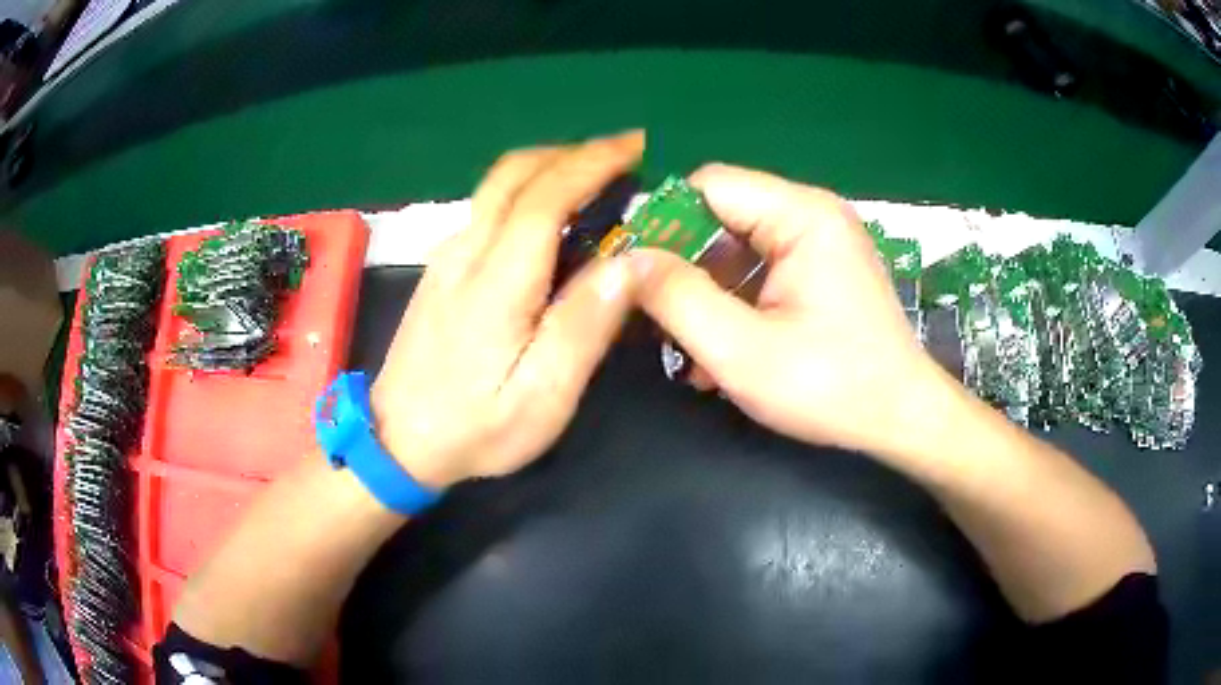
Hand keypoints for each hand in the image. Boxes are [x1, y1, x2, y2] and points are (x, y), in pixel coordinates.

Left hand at [371, 132, 644, 488]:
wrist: (395, 442)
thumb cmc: (474, 428)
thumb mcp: (542, 395)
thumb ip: (585, 324)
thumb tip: (633, 262)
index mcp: (496, 281)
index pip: (545, 196)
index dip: (592, 163)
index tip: (635, 146)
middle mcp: (466, 252)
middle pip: (514, 173)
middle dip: (571, 152)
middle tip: (622, 156)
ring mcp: (447, 257)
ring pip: (497, 186)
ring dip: (550, 166)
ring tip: (597, 178)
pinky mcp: (440, 269)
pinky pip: (487, 208)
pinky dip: (527, 191)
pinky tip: (552, 216)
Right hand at [631, 164, 950, 457]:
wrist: (903, 419)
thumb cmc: (832, 388)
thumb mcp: (742, 351)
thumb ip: (678, 299)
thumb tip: (626, 260)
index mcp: (802, 215)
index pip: (710, 186)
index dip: (663, 222)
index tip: (632, 272)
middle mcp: (812, 215)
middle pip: (722, 216)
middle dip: (683, 266)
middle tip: (654, 317)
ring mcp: (820, 243)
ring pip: (736, 248)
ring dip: (706, 294)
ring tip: (687, 350)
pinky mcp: (821, 271)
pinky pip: (760, 271)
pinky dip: (734, 304)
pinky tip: (720, 354)